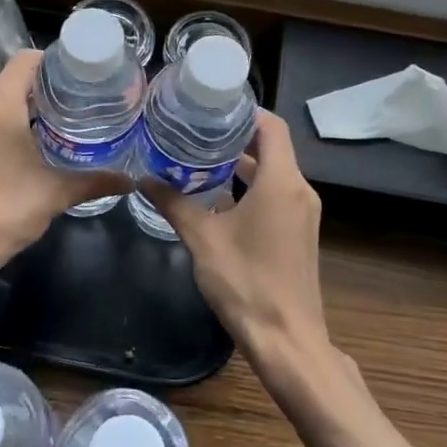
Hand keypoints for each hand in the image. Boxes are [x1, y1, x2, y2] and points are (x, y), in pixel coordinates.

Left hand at [0, 50, 128, 279]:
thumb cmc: (0, 212)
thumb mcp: (54, 194)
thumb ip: (94, 181)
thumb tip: (129, 180)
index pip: (28, 59)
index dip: (59, 60)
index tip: (88, 74)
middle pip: (18, 78)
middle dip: (54, 84)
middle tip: (90, 97)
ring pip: (6, 100)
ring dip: (37, 105)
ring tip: (75, 117)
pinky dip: (21, 121)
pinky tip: (47, 142)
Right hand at [145, 111, 335, 389]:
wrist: (287, 339)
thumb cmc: (245, 282)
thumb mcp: (202, 239)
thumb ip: (174, 203)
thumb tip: (144, 178)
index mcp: (282, 182)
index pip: (271, 126)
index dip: (244, 111)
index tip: (210, 107)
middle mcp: (299, 190)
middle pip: (271, 147)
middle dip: (234, 136)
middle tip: (194, 129)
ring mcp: (302, 212)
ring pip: (273, 172)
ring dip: (240, 164)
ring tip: (197, 156)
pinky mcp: (298, 232)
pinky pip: (275, 194)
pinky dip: (249, 187)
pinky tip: (215, 195)